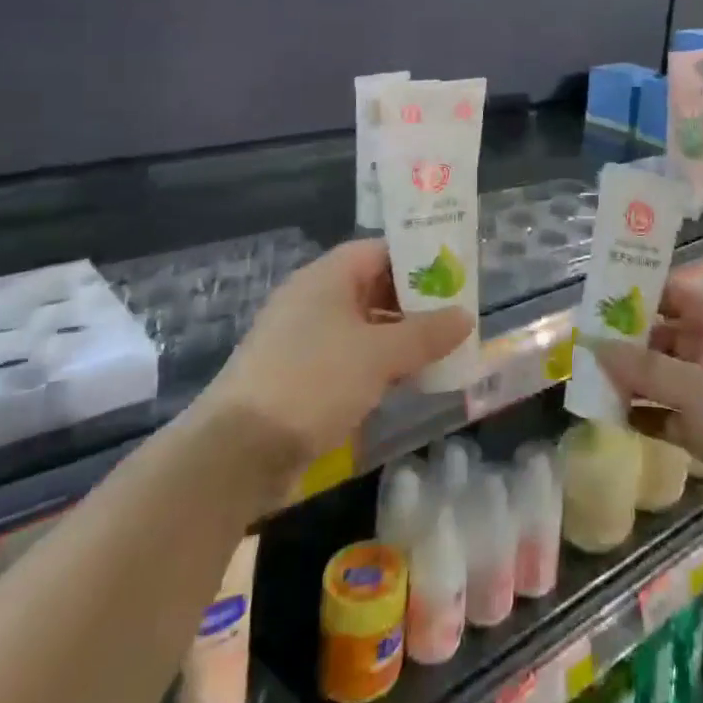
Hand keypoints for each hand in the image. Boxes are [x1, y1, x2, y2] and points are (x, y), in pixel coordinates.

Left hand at [203, 239, 470, 481]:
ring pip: (360, 325)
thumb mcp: (380, 355)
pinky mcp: (295, 374)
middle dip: (413, 304)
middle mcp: (312, 298)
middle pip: (372, 287)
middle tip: (452, 319)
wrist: (236, 452)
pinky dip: (374, 364)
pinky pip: (345, 356)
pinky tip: (401, 383)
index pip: (381, 250)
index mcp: (328, 276)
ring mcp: (300, 337)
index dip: (418, 260)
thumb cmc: (314, 381)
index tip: (453, 278)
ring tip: (436, 353)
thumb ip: (426, 334)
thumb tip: (466, 316)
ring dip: (396, 338)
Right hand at [592, 274, 702, 552]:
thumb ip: (644, 368)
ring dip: (633, 381)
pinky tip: (615, 417)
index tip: (600, 297)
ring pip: (664, 378)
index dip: (640, 292)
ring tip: (590, 382)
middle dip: (628, 342)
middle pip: (664, 337)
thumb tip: (594, 344)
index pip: (674, 295)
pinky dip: (646, 414)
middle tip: (584, 346)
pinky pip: (670, 415)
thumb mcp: (695, 389)